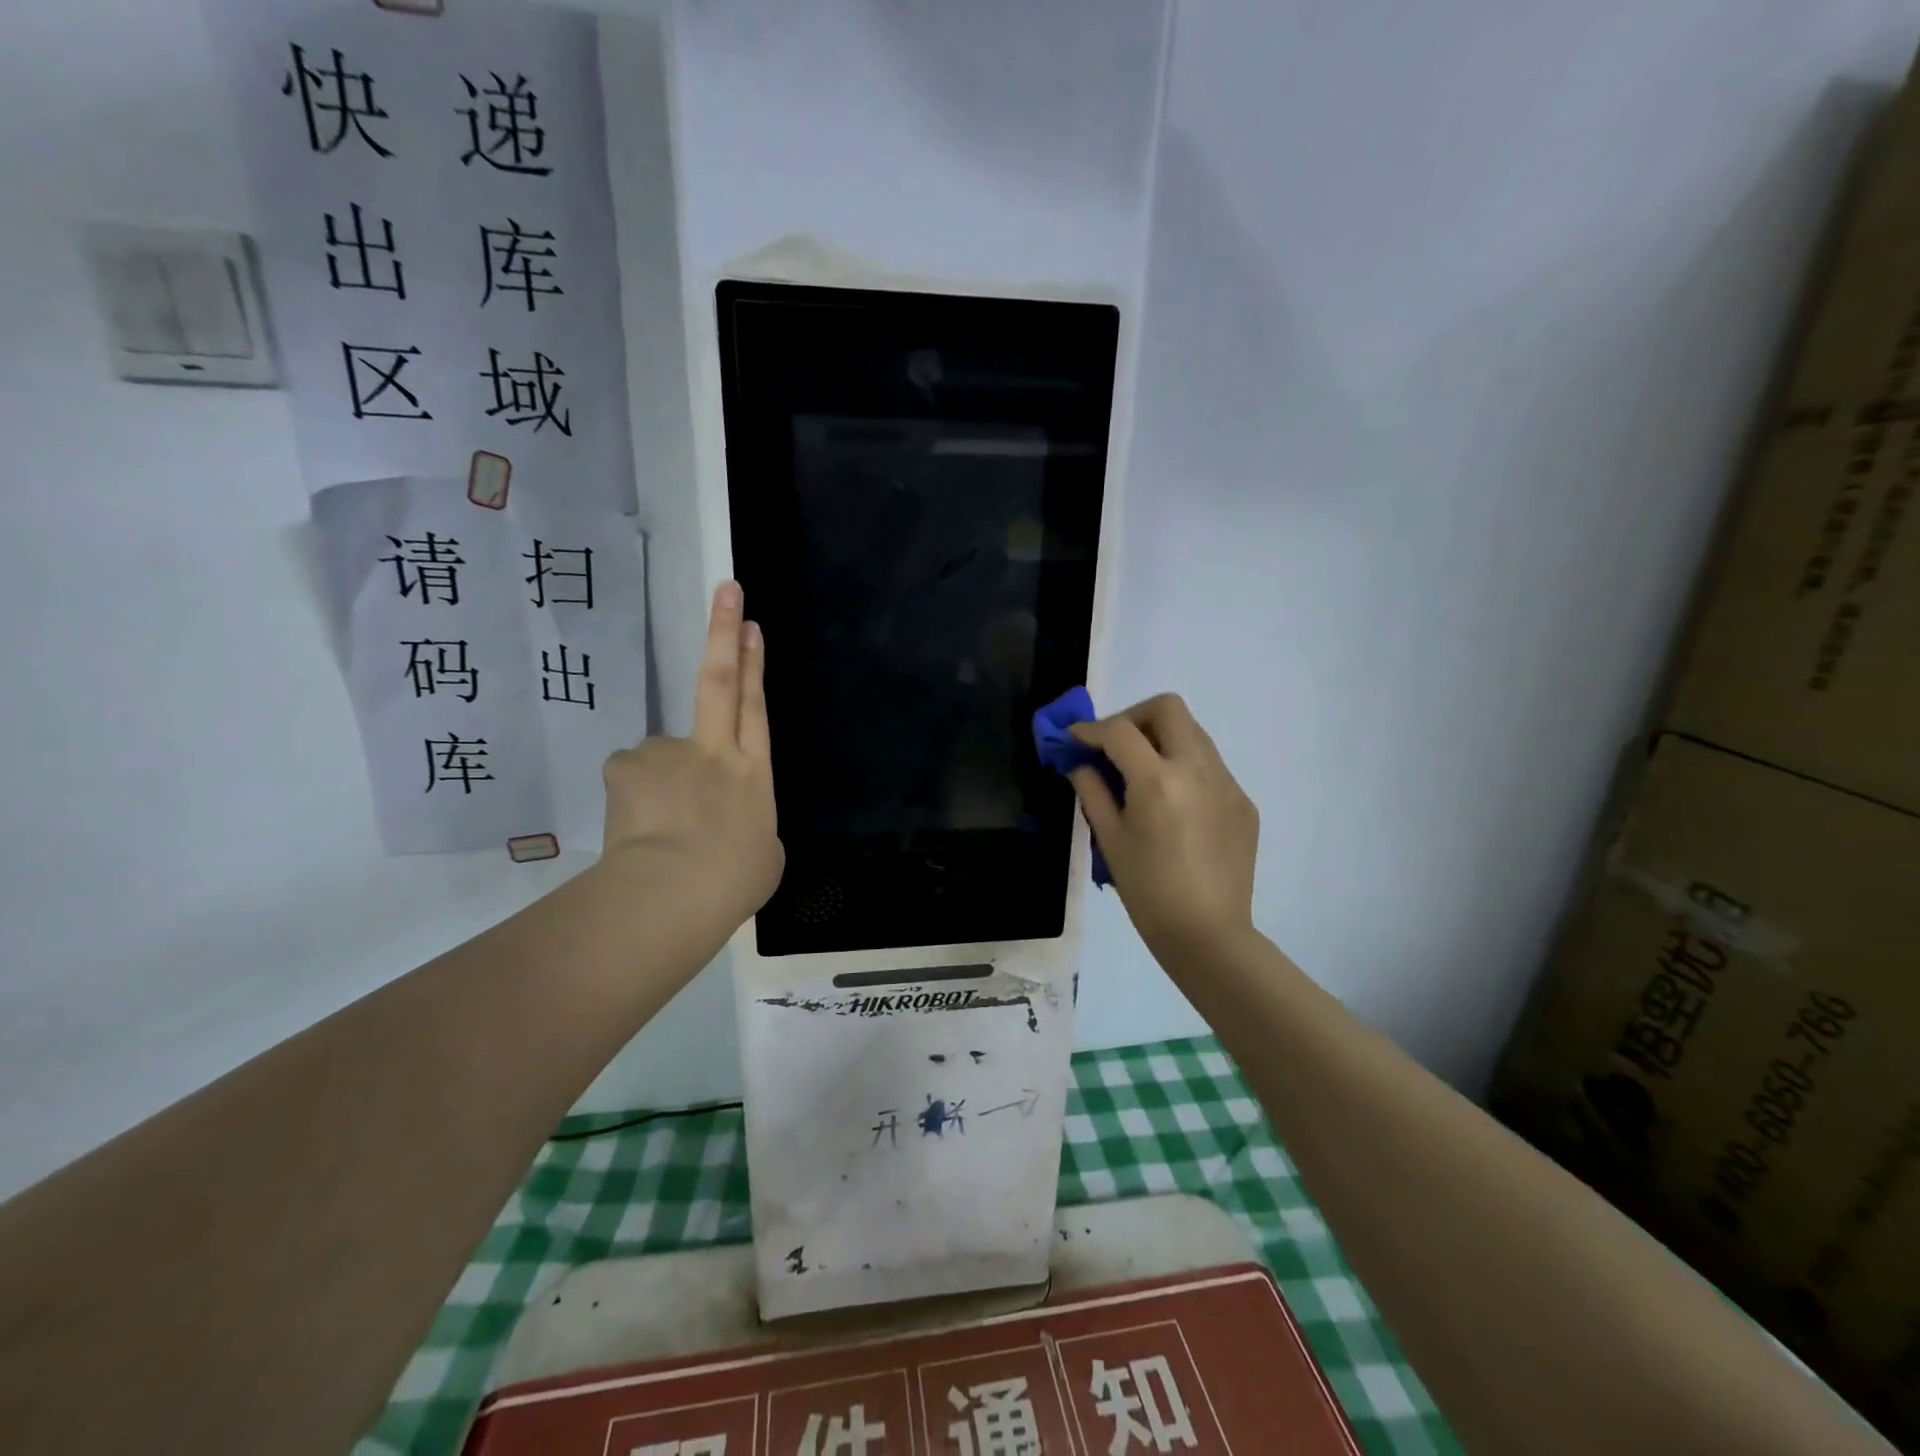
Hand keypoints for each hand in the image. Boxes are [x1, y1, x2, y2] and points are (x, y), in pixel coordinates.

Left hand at [600, 581, 783, 922]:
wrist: (672, 893)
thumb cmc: (732, 881)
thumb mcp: (763, 853)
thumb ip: (747, 822)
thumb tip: (729, 821)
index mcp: (752, 772)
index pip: (754, 707)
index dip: (753, 664)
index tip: (750, 624)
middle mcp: (712, 751)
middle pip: (718, 681)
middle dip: (724, 632)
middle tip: (728, 591)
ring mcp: (666, 754)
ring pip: (662, 757)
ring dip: (663, 787)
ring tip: (663, 835)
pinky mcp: (625, 767)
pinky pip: (632, 779)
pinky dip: (636, 802)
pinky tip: (638, 833)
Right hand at [1068, 694, 1259, 964]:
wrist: (1208, 935)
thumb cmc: (1148, 892)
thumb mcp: (1110, 840)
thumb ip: (1092, 791)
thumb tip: (1080, 763)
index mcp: (1158, 781)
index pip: (1120, 731)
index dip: (1091, 730)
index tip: (1074, 739)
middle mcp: (1198, 769)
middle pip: (1168, 708)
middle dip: (1133, 717)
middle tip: (1114, 746)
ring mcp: (1227, 783)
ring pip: (1193, 733)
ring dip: (1161, 739)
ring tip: (1141, 772)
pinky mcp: (1243, 802)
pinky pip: (1210, 766)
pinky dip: (1184, 767)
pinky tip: (1173, 804)